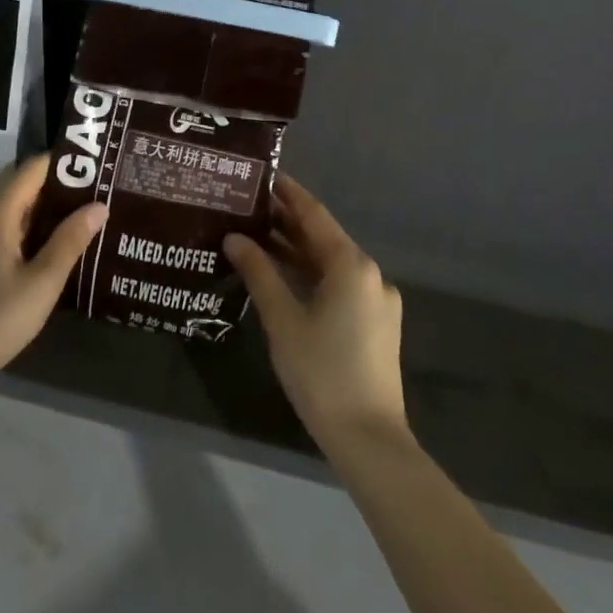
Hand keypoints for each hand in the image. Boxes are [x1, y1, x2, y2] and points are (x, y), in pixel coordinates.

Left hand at [0, 154, 107, 405]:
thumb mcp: (43, 282)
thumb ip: (70, 240)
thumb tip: (99, 205)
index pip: (29, 170)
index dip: (61, 164)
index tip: (94, 167)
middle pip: (18, 188)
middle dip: (55, 187)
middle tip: (94, 194)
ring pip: (8, 211)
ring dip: (40, 211)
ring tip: (78, 218)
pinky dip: (24, 230)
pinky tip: (46, 249)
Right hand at [224, 175, 407, 453]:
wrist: (369, 438)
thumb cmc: (321, 373)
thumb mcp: (283, 320)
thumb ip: (259, 273)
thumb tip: (235, 238)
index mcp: (351, 266)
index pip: (315, 215)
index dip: (289, 194)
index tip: (265, 175)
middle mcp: (370, 275)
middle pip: (325, 238)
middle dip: (289, 222)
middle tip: (250, 206)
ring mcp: (377, 300)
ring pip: (332, 264)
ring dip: (298, 250)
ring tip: (259, 236)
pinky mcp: (377, 323)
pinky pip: (340, 285)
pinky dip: (313, 275)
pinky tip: (285, 277)